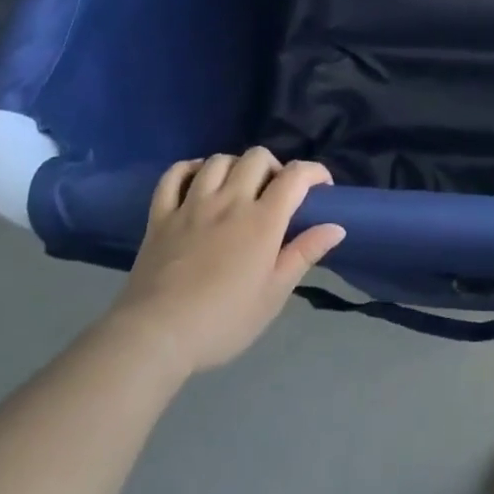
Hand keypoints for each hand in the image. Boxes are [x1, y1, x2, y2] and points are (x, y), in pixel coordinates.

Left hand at [111, 149, 343, 374]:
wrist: (156, 337)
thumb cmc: (223, 321)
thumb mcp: (273, 296)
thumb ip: (304, 254)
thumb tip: (337, 226)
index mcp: (262, 220)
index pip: (295, 175)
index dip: (314, 172)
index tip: (321, 188)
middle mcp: (229, 200)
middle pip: (257, 157)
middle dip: (274, 167)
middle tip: (275, 193)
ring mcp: (192, 204)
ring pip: (218, 160)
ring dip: (235, 166)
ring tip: (238, 188)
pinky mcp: (161, 215)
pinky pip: (174, 175)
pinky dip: (189, 170)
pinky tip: (197, 181)